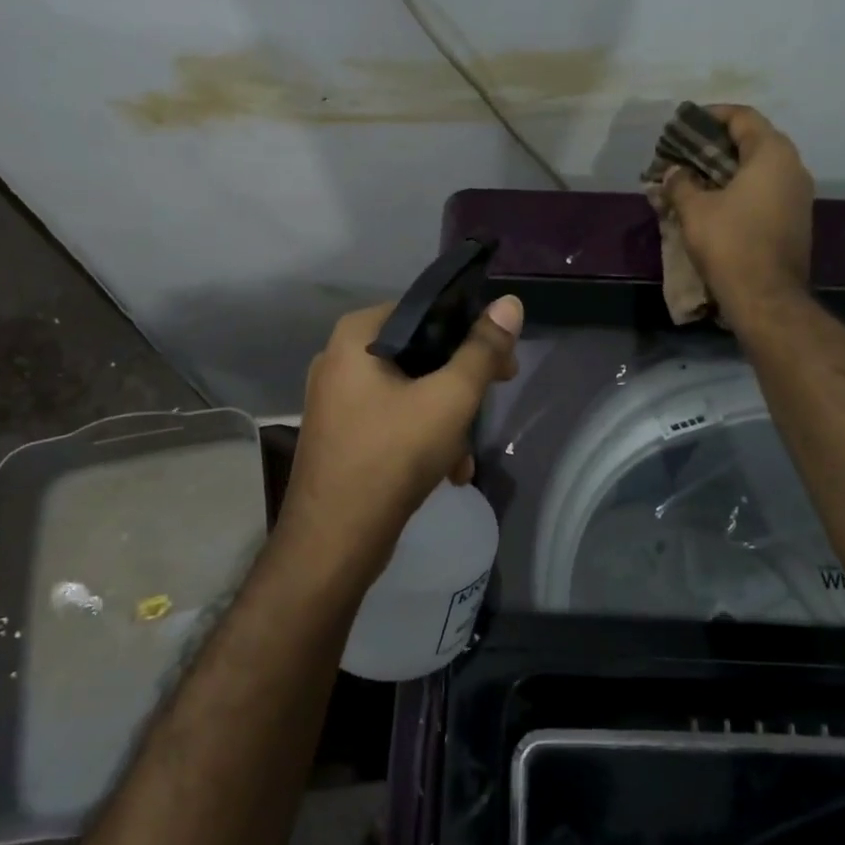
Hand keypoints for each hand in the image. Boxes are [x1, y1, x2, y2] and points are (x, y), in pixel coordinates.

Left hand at [281, 296, 523, 572]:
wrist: (335, 541)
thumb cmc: (393, 455)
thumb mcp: (450, 398)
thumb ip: (483, 350)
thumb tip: (509, 302)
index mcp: (356, 336)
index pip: (425, 311)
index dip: (470, 331)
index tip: (503, 359)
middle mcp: (339, 359)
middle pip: (419, 353)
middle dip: (461, 383)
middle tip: (495, 396)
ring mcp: (336, 399)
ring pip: (409, 392)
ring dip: (446, 420)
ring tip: (464, 456)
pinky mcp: (341, 434)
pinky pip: (392, 420)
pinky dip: (422, 438)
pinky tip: (447, 472)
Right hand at [662, 104, 813, 315]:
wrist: (766, 297)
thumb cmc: (730, 243)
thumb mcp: (695, 209)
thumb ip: (681, 183)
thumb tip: (674, 171)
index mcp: (772, 154)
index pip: (742, 118)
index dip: (711, 116)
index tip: (685, 123)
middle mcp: (793, 167)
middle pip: (753, 141)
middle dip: (716, 145)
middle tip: (685, 153)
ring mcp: (798, 195)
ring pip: (759, 169)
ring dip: (727, 169)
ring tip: (695, 178)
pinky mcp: (795, 220)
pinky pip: (765, 191)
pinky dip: (740, 189)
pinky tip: (714, 203)